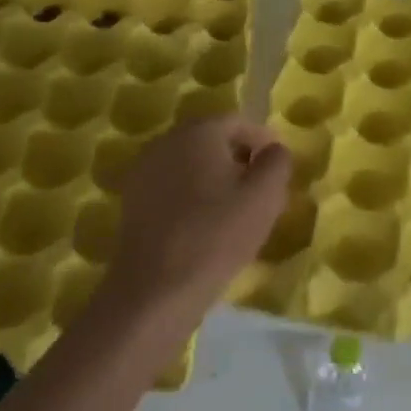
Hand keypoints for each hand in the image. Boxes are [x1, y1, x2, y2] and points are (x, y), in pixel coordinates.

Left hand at [106, 115, 291, 307]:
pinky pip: (171, 184)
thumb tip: (273, 149)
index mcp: (198, 131)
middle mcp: (166, 140)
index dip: (263, 140)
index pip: (238, 121)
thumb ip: (277, 162)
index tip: (278, 166)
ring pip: (190, 161)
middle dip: (238, 156)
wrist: (155, 288)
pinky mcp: (132, 198)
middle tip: (260, 186)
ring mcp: (144, 169)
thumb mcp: (264, 197)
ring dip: (214, 175)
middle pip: (211, 138)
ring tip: (235, 207)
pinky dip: (192, 193)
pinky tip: (204, 221)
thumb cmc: (216, 235)